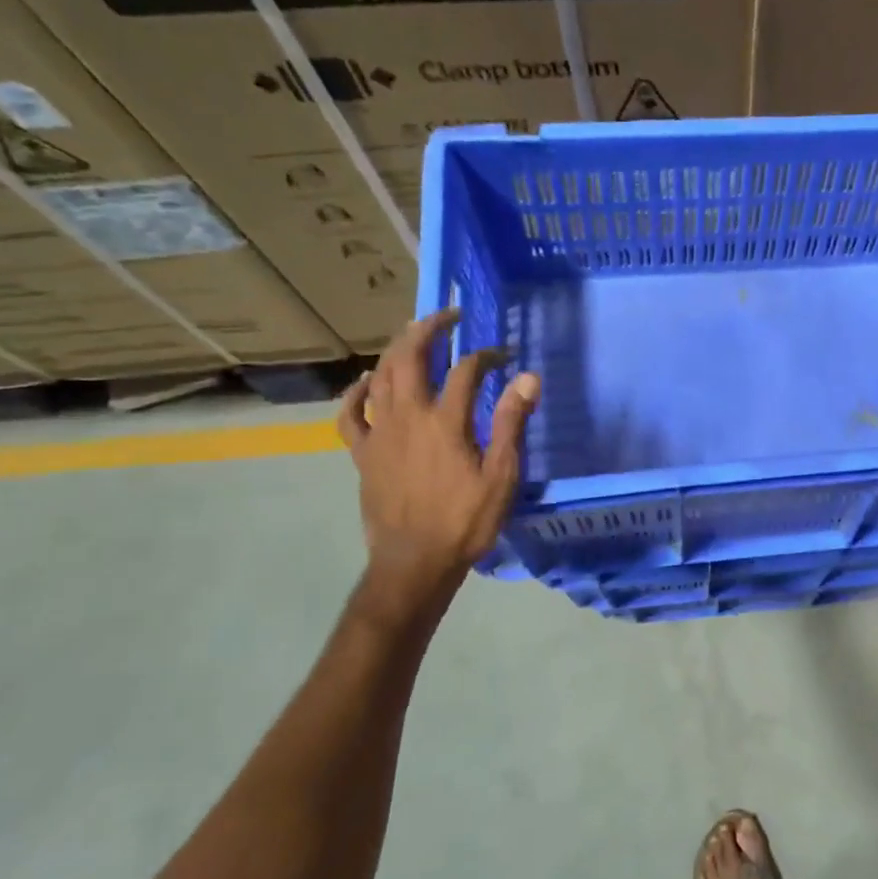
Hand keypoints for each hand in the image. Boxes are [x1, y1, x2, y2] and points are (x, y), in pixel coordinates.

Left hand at [336, 309, 539, 595]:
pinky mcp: (362, 453)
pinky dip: (356, 392)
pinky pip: (350, 414)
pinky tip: (365, 381)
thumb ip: (511, 424)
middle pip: (410, 358)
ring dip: (396, 350)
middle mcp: (407, 417)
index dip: (486, 356)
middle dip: (429, 329)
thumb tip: (527, 378)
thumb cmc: (465, 521)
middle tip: (448, 316)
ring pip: (380, 377)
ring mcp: (379, 433)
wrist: (415, 562)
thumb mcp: (501, 476)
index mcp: (445, 422)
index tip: (503, 356)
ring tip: (413, 335)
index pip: (465, 371)